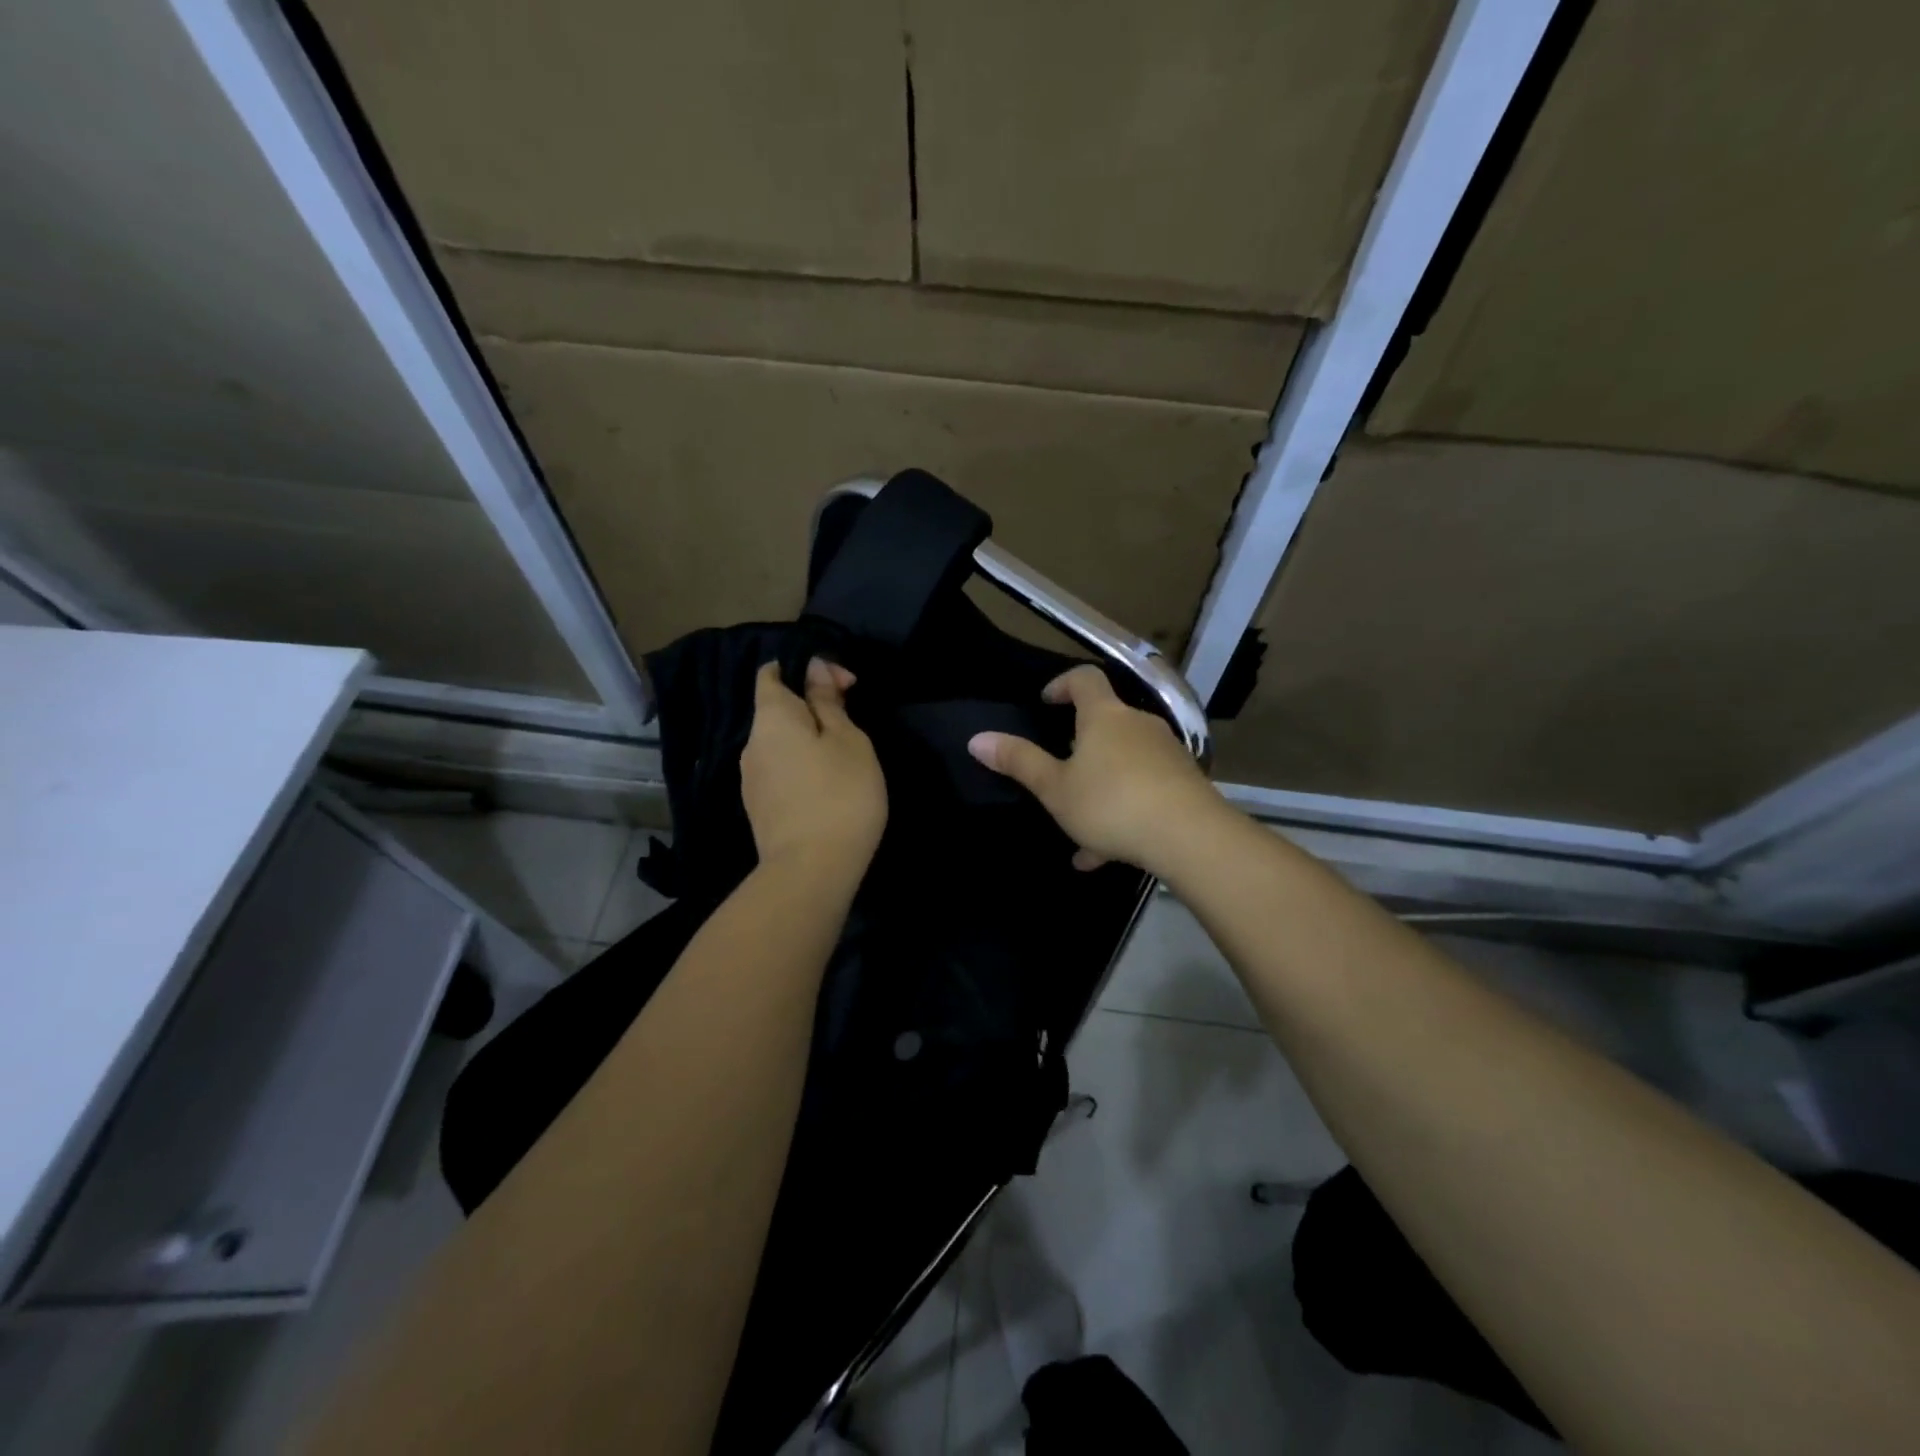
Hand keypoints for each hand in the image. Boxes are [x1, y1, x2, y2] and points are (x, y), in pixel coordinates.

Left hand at [741, 659, 886, 876]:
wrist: (811, 870)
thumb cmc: (839, 793)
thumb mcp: (847, 739)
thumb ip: (827, 700)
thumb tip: (812, 666)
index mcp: (771, 717)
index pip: (772, 673)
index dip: (806, 669)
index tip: (845, 685)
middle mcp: (751, 743)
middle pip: (778, 710)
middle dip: (813, 708)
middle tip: (853, 724)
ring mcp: (751, 779)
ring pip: (780, 744)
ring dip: (808, 742)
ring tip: (844, 761)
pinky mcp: (759, 808)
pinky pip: (780, 772)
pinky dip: (801, 768)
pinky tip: (827, 788)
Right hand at [966, 665, 1227, 877]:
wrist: (1189, 837)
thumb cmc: (1111, 803)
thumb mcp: (1055, 788)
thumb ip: (1018, 762)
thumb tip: (976, 739)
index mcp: (1105, 716)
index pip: (1084, 679)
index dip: (1062, 684)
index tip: (1045, 702)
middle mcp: (1139, 725)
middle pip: (1107, 722)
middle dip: (1081, 744)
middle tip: (1059, 769)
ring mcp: (1166, 754)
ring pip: (1124, 763)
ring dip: (1101, 787)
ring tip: (1079, 829)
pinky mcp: (1184, 783)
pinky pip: (1144, 789)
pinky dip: (1124, 810)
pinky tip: (1106, 852)